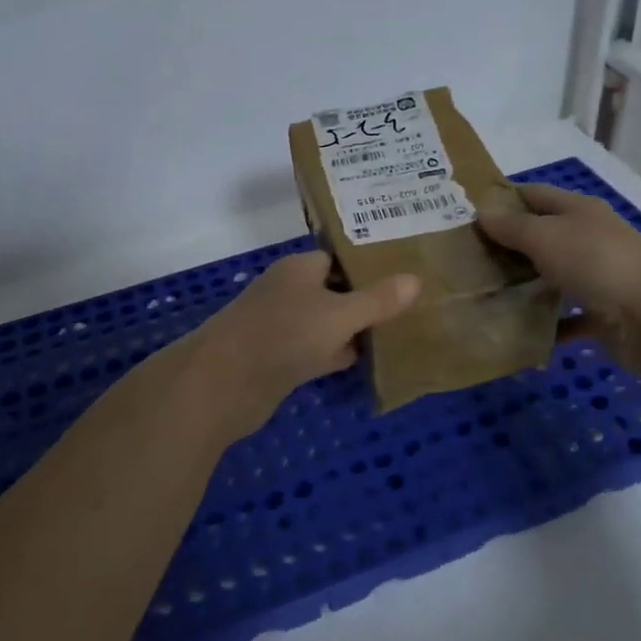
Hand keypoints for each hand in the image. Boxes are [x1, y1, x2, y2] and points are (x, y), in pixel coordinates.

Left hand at [169, 251, 419, 443]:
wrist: (225, 383)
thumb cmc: (284, 334)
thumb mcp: (340, 314)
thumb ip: (378, 300)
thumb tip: (415, 279)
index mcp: (300, 268)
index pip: (339, 258)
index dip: (370, 265)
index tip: (405, 274)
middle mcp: (289, 291)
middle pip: (334, 290)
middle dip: (366, 298)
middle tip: (411, 305)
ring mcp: (282, 326)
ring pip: (327, 322)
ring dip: (354, 329)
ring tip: (399, 332)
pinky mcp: (278, 359)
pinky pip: (317, 350)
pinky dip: (337, 353)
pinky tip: (366, 361)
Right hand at [478, 183, 640, 366]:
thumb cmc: (594, 262)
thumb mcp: (543, 236)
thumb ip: (511, 226)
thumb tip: (482, 213)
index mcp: (578, 210)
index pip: (535, 194)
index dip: (504, 199)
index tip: (469, 214)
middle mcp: (590, 238)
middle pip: (543, 236)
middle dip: (509, 246)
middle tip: (467, 258)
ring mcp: (599, 276)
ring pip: (554, 277)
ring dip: (526, 285)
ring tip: (485, 294)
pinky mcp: (604, 314)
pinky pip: (568, 317)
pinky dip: (547, 324)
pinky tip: (518, 331)